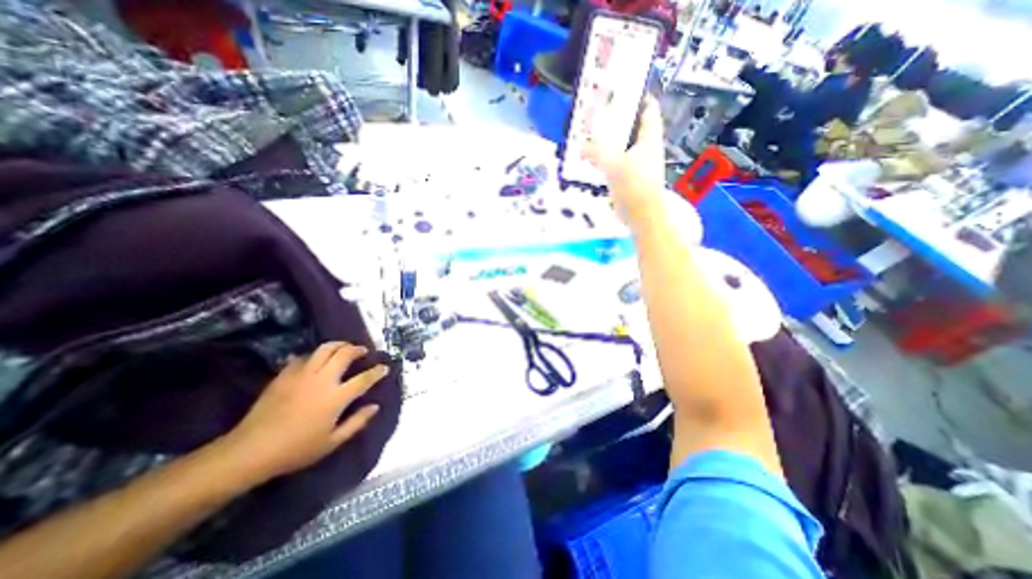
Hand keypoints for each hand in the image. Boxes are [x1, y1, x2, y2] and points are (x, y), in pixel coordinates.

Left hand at [225, 343, 388, 478]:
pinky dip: (315, 355)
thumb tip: (375, 406)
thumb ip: (357, 422)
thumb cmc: (296, 450)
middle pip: (345, 354)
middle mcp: (322, 380)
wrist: (250, 451)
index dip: (377, 371)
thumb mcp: (332, 442)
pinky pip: (304, 356)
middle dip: (357, 349)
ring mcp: (302, 375)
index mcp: (336, 397)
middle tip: (363, 351)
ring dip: (339, 345)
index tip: (384, 368)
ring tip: (344, 347)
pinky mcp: (285, 375)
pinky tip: (317, 360)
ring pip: (325, 348)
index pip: (364, 379)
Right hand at [585, 96, 665, 226]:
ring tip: (593, 139)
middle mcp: (647, 150)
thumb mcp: (613, 164)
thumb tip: (580, 146)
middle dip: (618, 123)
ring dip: (610, 144)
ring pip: (624, 148)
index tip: (621, 92)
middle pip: (634, 129)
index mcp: (649, 139)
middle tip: (599, 117)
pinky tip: (595, 163)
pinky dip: (608, 161)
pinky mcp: (632, 181)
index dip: (638, 98)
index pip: (648, 110)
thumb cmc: (634, 186)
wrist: (643, 217)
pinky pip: (618, 165)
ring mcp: (640, 166)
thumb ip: (595, 152)